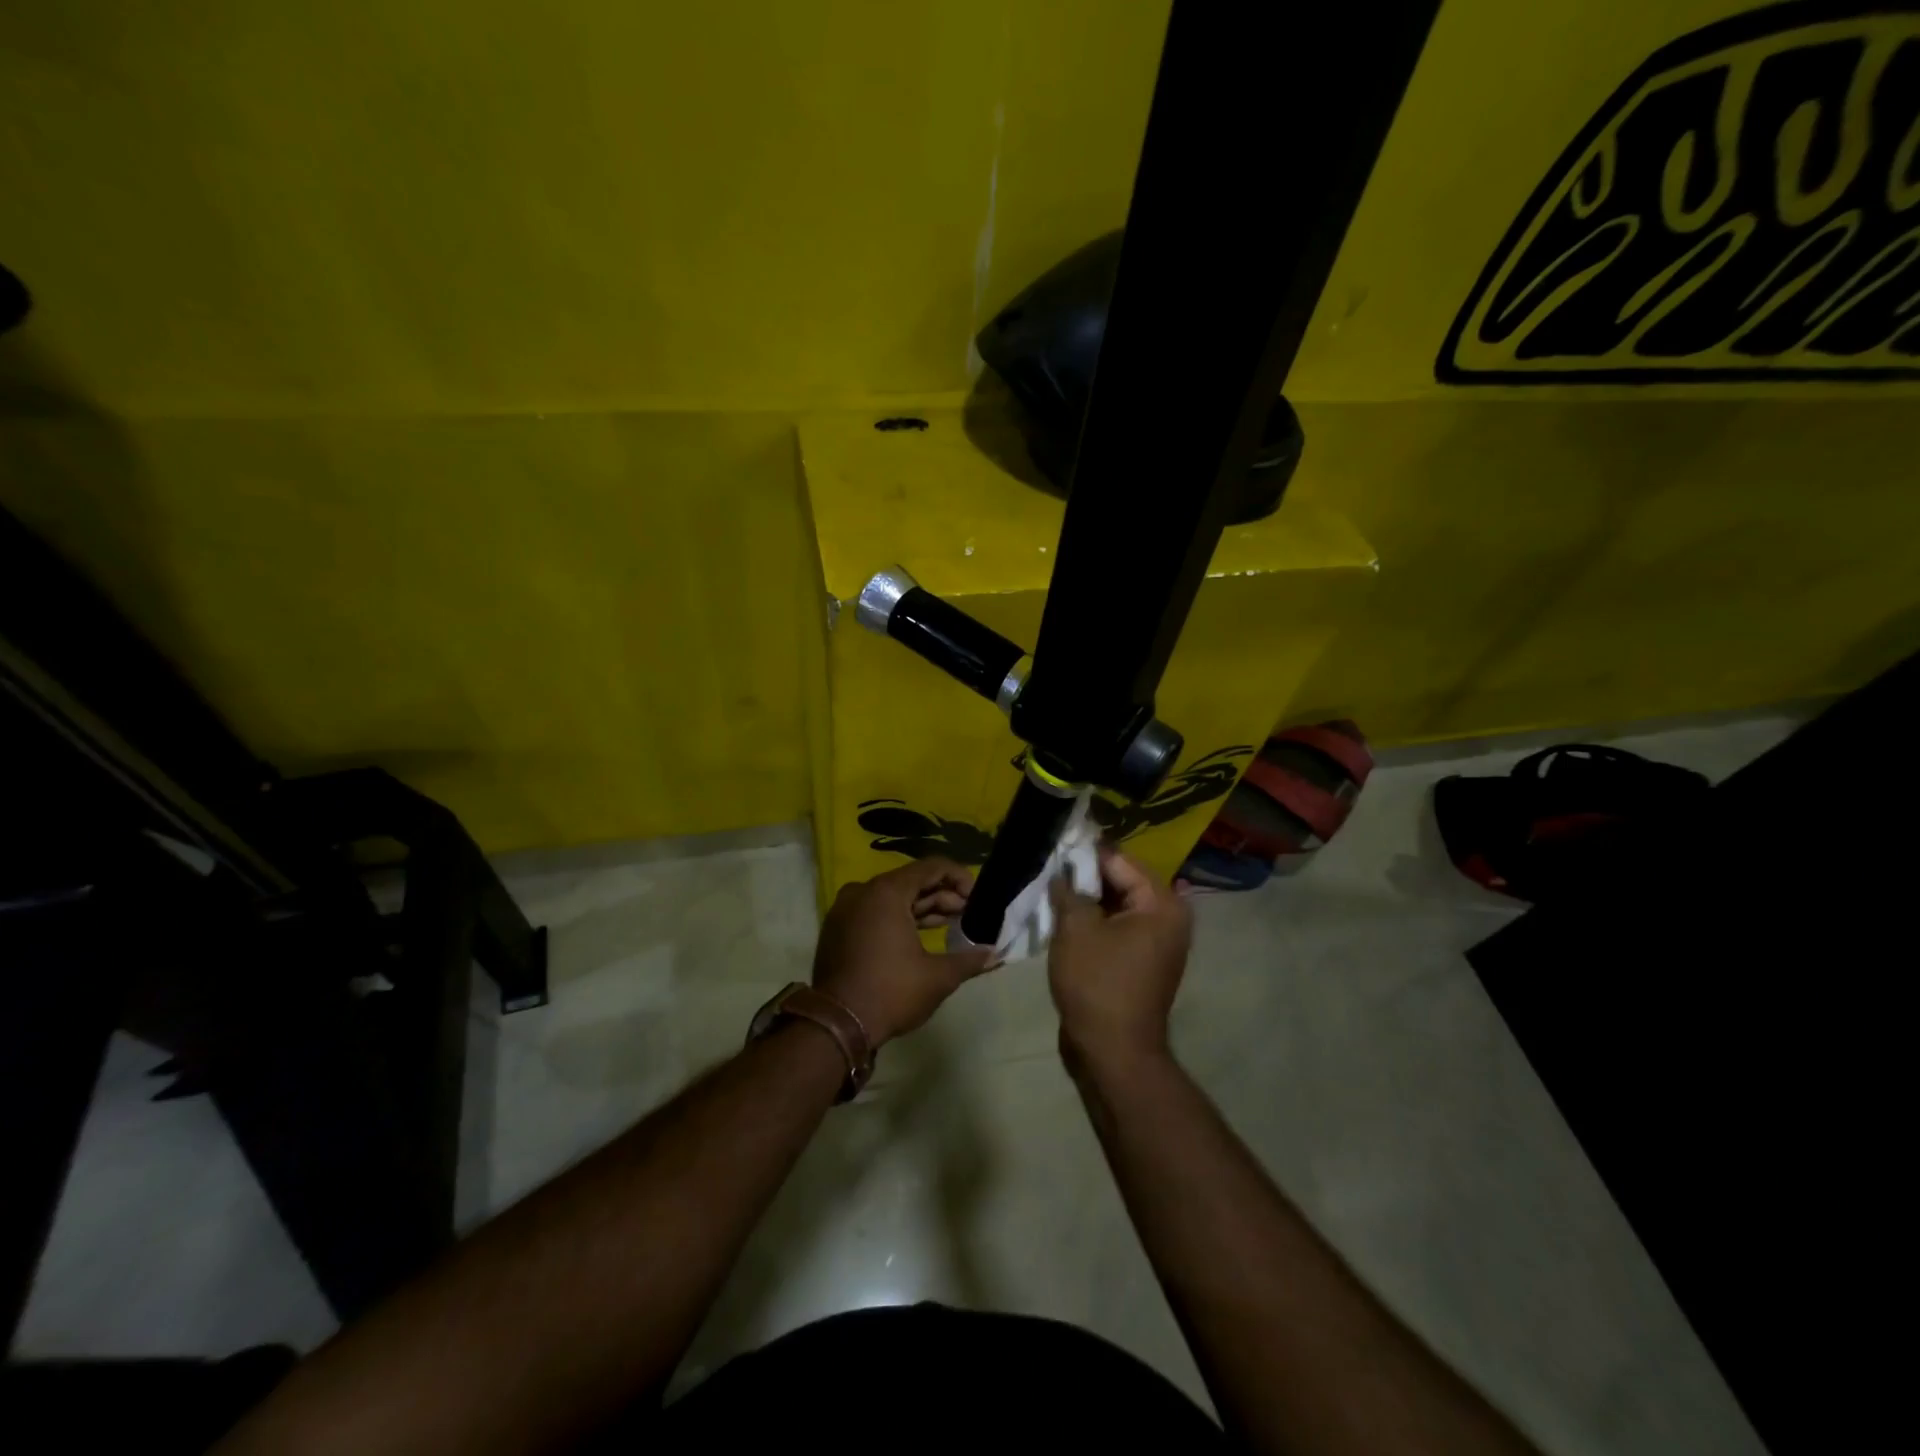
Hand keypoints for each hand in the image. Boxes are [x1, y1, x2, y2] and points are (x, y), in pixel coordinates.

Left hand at [812, 857, 996, 1046]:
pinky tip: (918, 936)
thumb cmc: (891, 993)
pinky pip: (874, 911)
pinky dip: (898, 918)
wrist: (836, 1026)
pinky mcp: (838, 928)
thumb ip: (969, 960)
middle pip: (911, 881)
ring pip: (892, 897)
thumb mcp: (937, 977)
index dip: (960, 878)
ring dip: (922, 908)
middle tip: (967, 916)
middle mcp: (863, 891)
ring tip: (950, 925)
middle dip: (943, 896)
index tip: (977, 899)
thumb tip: (995, 954)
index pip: (931, 867)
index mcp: (886, 892)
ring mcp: (846, 909)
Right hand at [1047, 847, 1191, 1069]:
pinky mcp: (1143, 962)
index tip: (1054, 845)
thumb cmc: (1097, 983)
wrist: (1113, 1052)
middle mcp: (1169, 918)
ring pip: (1116, 906)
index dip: (1085, 853)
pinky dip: (1094, 922)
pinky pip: (1117, 929)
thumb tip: (1063, 871)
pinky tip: (1064, 919)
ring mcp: (1158, 943)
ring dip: (1087, 901)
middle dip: (1085, 877)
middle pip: (1121, 882)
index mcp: (1161, 904)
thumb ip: (1069, 889)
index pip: (1119, 861)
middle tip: (1049, 869)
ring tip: (1051, 892)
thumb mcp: (1076, 928)